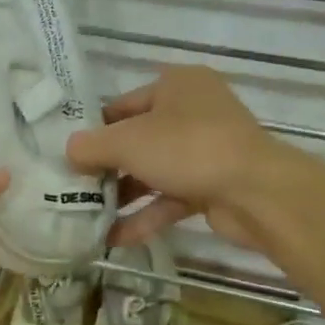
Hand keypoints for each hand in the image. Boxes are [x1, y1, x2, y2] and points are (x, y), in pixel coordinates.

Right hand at [65, 66, 273, 250]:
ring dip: (122, 195)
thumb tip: (68, 151)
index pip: (122, 105)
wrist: (257, 192)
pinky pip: (170, 198)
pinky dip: (144, 215)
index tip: (68, 155)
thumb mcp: (127, 142)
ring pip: (153, 171)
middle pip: (136, 139)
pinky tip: (113, 238)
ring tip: (87, 216)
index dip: (93, 129)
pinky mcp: (212, 185)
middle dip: (106, 167)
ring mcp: (205, 150)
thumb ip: (91, 146)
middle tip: (73, 188)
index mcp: (176, 85)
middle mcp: (192, 112)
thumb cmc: (187, 148)